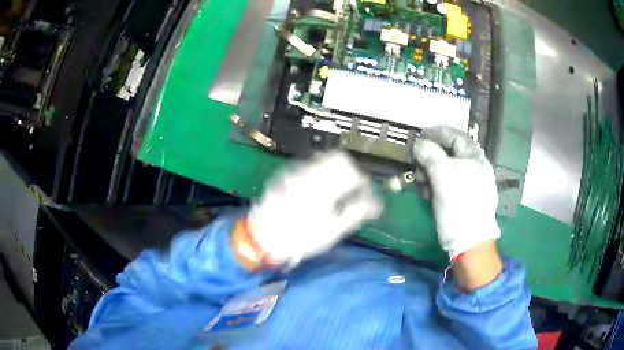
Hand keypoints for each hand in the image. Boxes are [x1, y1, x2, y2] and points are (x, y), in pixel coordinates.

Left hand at [239, 151, 381, 266]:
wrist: (262, 237)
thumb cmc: (299, 238)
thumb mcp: (332, 231)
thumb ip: (356, 212)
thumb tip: (375, 203)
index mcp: (322, 188)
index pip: (352, 171)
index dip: (363, 181)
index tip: (364, 192)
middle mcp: (309, 174)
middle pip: (339, 157)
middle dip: (350, 170)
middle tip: (352, 188)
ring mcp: (296, 172)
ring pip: (324, 158)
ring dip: (335, 170)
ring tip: (334, 191)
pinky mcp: (287, 174)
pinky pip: (309, 165)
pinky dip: (320, 172)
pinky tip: (317, 191)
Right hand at [412, 126, 500, 259]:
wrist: (470, 242)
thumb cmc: (459, 207)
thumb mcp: (443, 178)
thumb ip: (431, 155)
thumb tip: (419, 144)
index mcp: (475, 158)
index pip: (455, 135)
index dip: (437, 133)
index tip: (419, 136)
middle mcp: (476, 167)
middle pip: (451, 152)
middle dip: (431, 156)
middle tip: (417, 164)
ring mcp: (472, 183)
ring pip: (448, 169)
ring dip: (432, 172)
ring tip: (421, 184)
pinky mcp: (466, 198)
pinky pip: (449, 184)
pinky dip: (437, 185)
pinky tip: (430, 195)